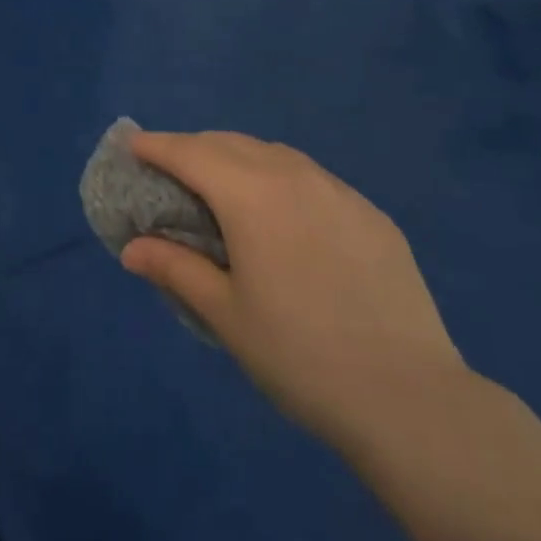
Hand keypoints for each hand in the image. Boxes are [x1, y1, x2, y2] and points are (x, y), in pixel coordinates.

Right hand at [122, 131, 465, 448]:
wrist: (408, 397)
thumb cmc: (299, 356)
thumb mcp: (225, 314)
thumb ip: (175, 269)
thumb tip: (131, 248)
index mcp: (252, 196)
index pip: (192, 153)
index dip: (158, 146)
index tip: (133, 145)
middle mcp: (294, 176)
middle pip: (231, 143)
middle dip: (194, 147)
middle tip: (170, 169)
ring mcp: (339, 192)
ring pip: (274, 154)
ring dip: (238, 157)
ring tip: (222, 185)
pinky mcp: (371, 214)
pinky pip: (312, 177)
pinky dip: (280, 177)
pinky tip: (282, 214)